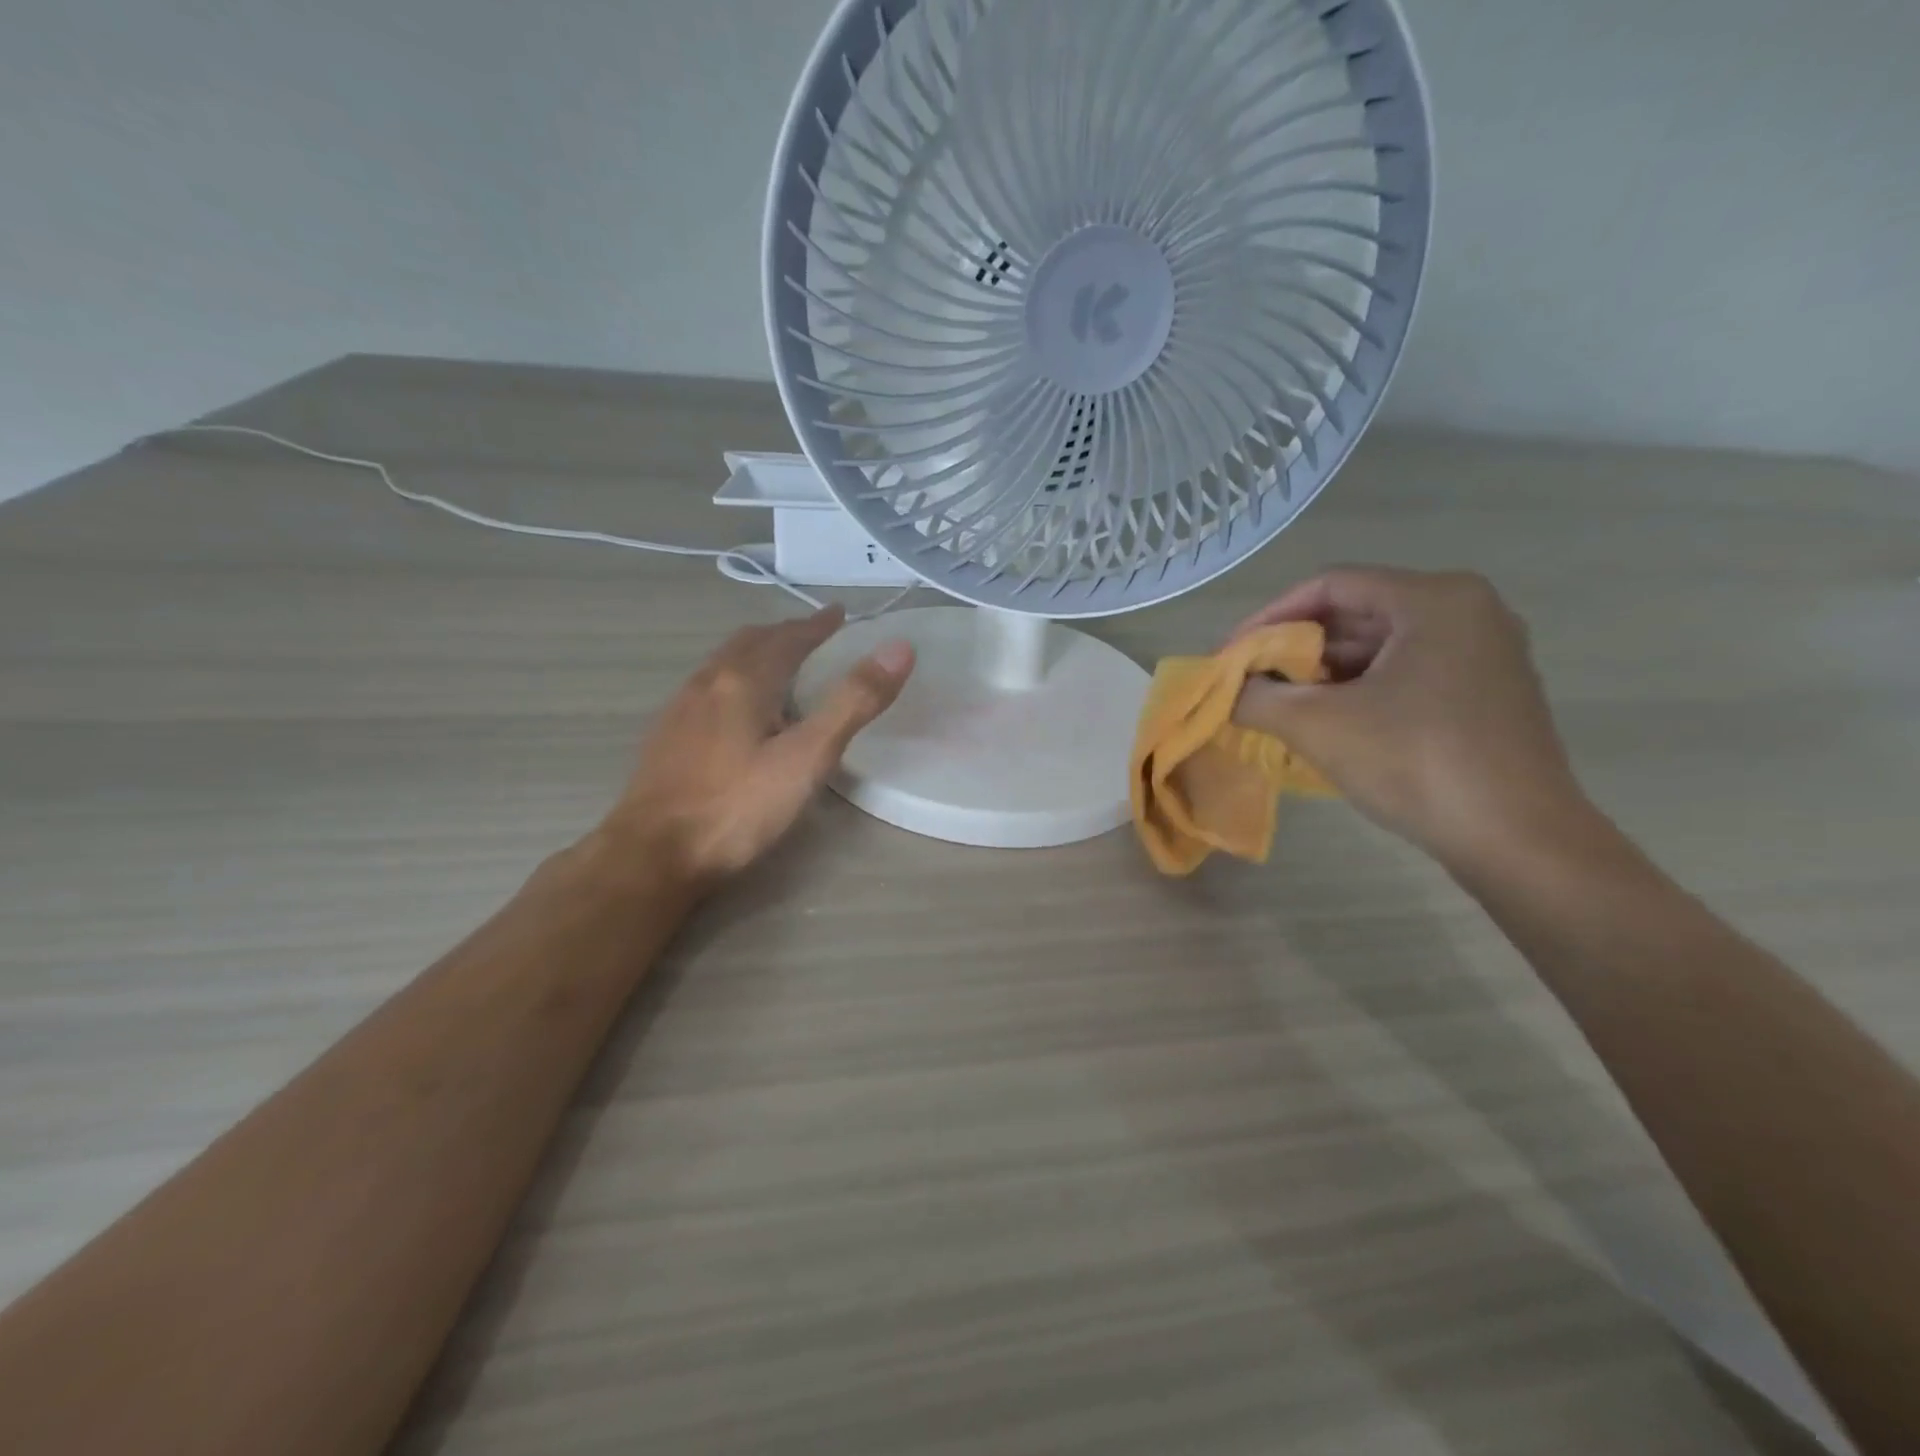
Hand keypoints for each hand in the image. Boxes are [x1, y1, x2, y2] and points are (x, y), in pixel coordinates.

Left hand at [601, 607, 913, 888]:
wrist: (653, 854)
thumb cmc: (738, 807)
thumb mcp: (808, 757)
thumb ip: (853, 702)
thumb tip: (899, 648)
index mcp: (744, 680)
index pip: (788, 638)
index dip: (817, 625)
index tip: (839, 614)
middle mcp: (708, 682)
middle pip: (750, 642)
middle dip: (785, 634)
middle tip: (814, 635)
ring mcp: (681, 708)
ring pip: (724, 663)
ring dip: (756, 653)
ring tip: (780, 664)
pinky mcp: (667, 736)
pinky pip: (708, 687)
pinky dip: (734, 678)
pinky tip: (737, 710)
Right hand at [1231, 567, 1586, 867]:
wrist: (1517, 840)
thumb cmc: (1415, 763)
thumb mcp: (1317, 725)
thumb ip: (1257, 697)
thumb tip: (1229, 689)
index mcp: (1433, 599)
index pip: (1329, 586)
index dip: (1270, 617)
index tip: (1232, 655)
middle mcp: (1467, 610)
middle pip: (1357, 613)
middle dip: (1296, 648)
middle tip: (1252, 681)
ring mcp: (1485, 651)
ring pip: (1382, 645)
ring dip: (1324, 672)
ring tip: (1281, 705)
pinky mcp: (1488, 691)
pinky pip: (1408, 671)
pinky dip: (1361, 688)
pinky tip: (1329, 721)